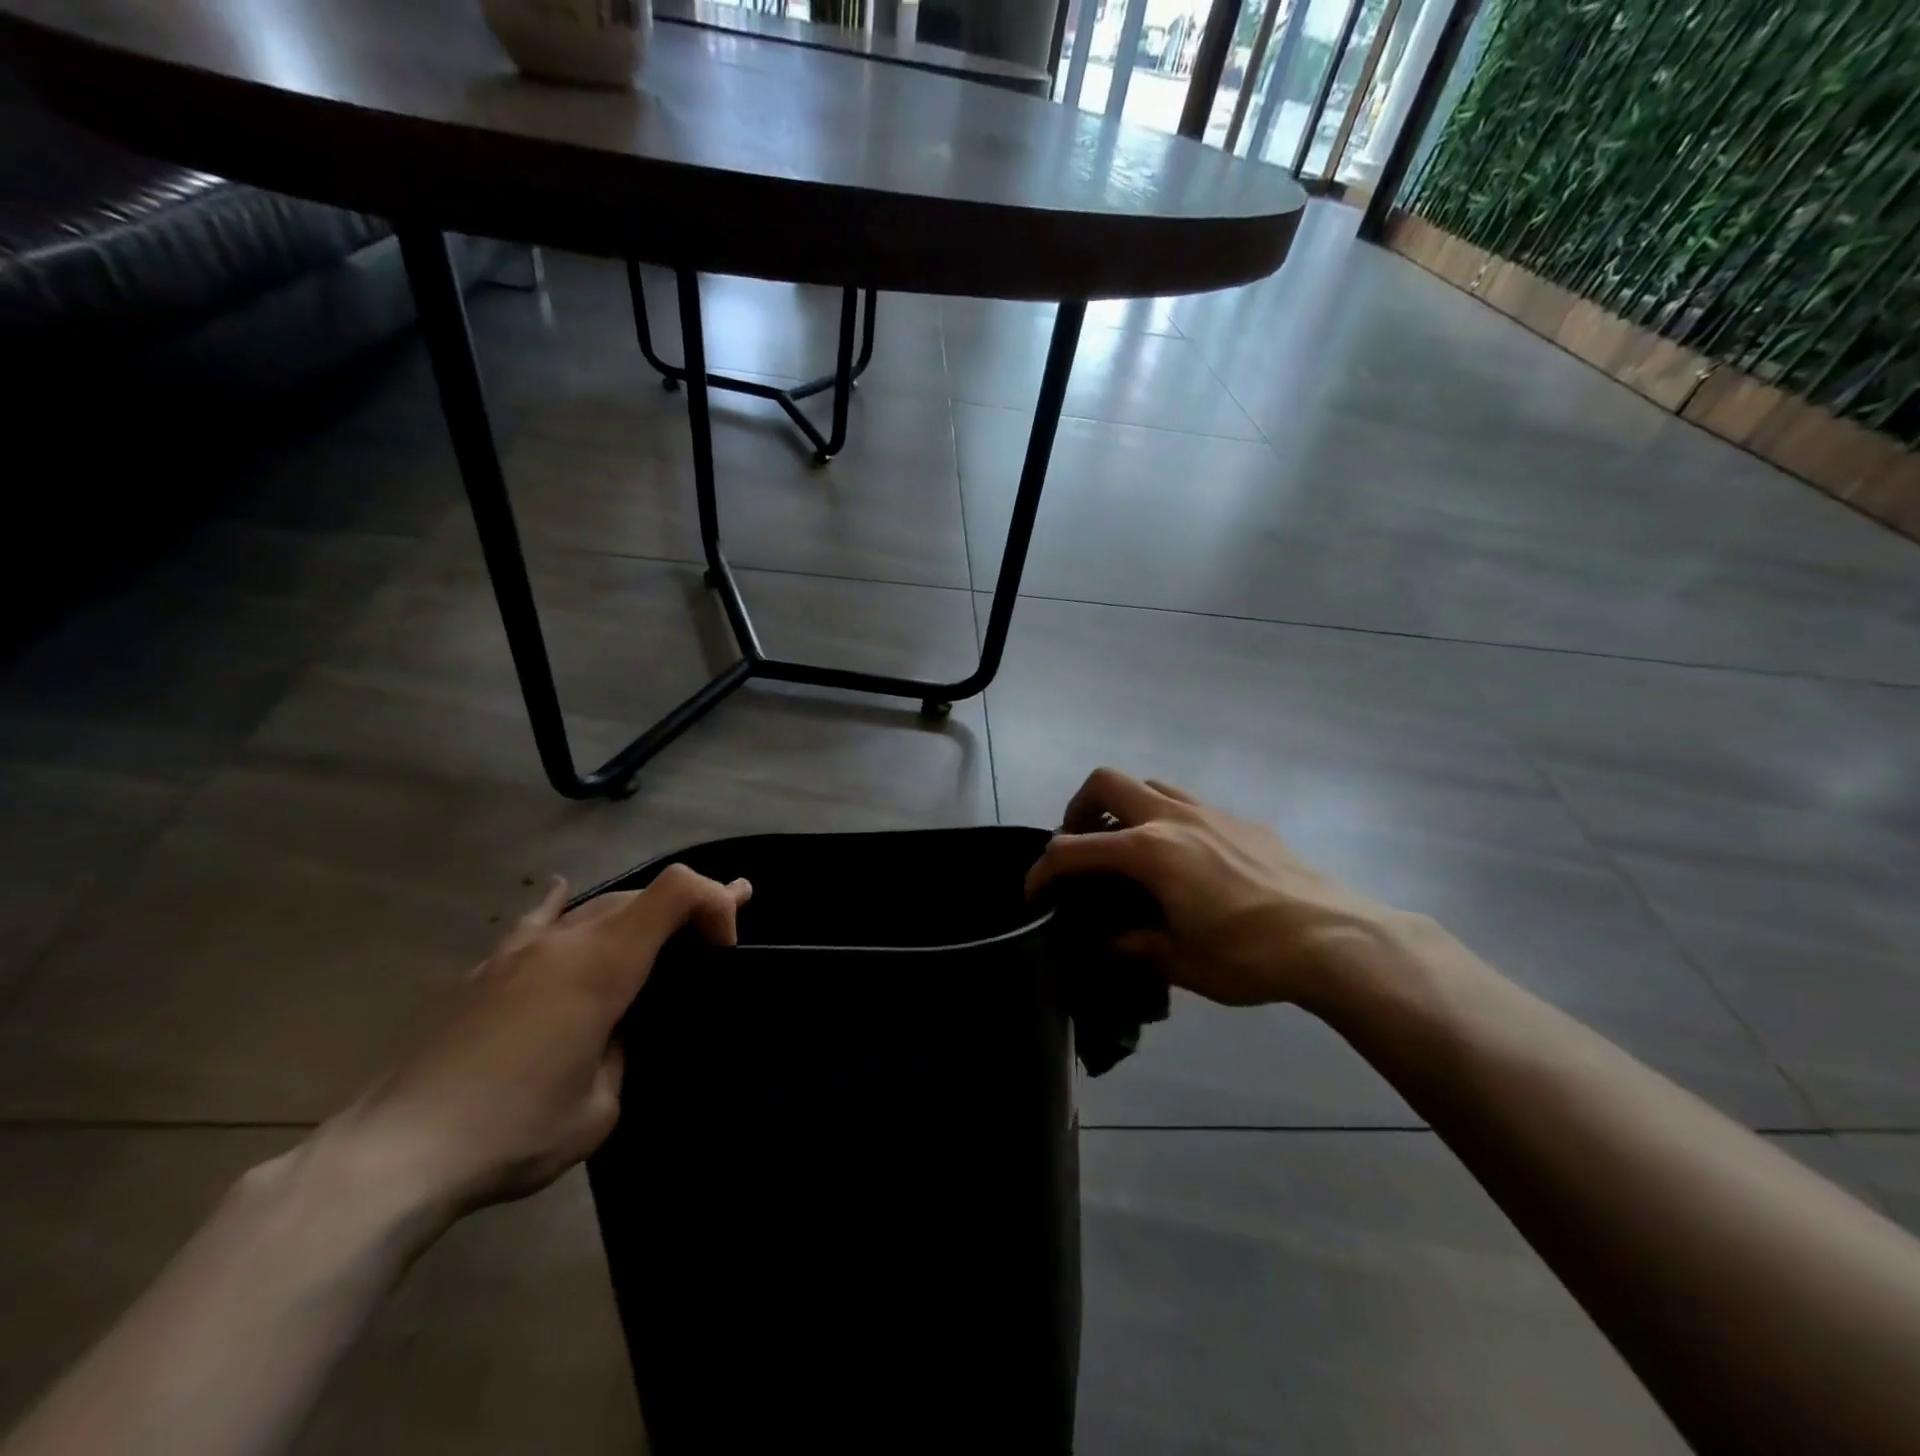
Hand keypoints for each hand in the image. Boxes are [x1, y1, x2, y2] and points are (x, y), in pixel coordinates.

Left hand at [326, 865, 750, 1225]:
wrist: (395, 1156)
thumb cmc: (513, 1132)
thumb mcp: (601, 1107)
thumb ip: (622, 1053)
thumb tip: (611, 1034)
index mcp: (604, 965)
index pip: (678, 890)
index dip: (716, 900)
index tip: (726, 949)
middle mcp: (567, 941)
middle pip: (642, 895)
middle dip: (691, 906)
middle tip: (721, 935)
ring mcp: (521, 951)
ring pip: (596, 907)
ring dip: (638, 914)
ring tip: (664, 926)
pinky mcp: (487, 971)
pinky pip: (538, 921)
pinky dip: (564, 906)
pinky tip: (563, 890)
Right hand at [1026, 768, 1407, 1008]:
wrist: (1336, 939)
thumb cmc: (1250, 955)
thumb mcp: (1180, 961)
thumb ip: (1131, 945)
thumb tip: (1101, 945)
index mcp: (1150, 850)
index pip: (1074, 849)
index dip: (1043, 870)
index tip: (1034, 895)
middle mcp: (1173, 817)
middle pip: (1105, 782)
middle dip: (1078, 808)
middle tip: (1080, 846)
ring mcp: (1211, 812)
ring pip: (1149, 784)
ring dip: (1124, 808)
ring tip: (1128, 849)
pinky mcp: (1241, 820)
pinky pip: (1188, 803)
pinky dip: (1166, 819)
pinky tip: (1184, 862)